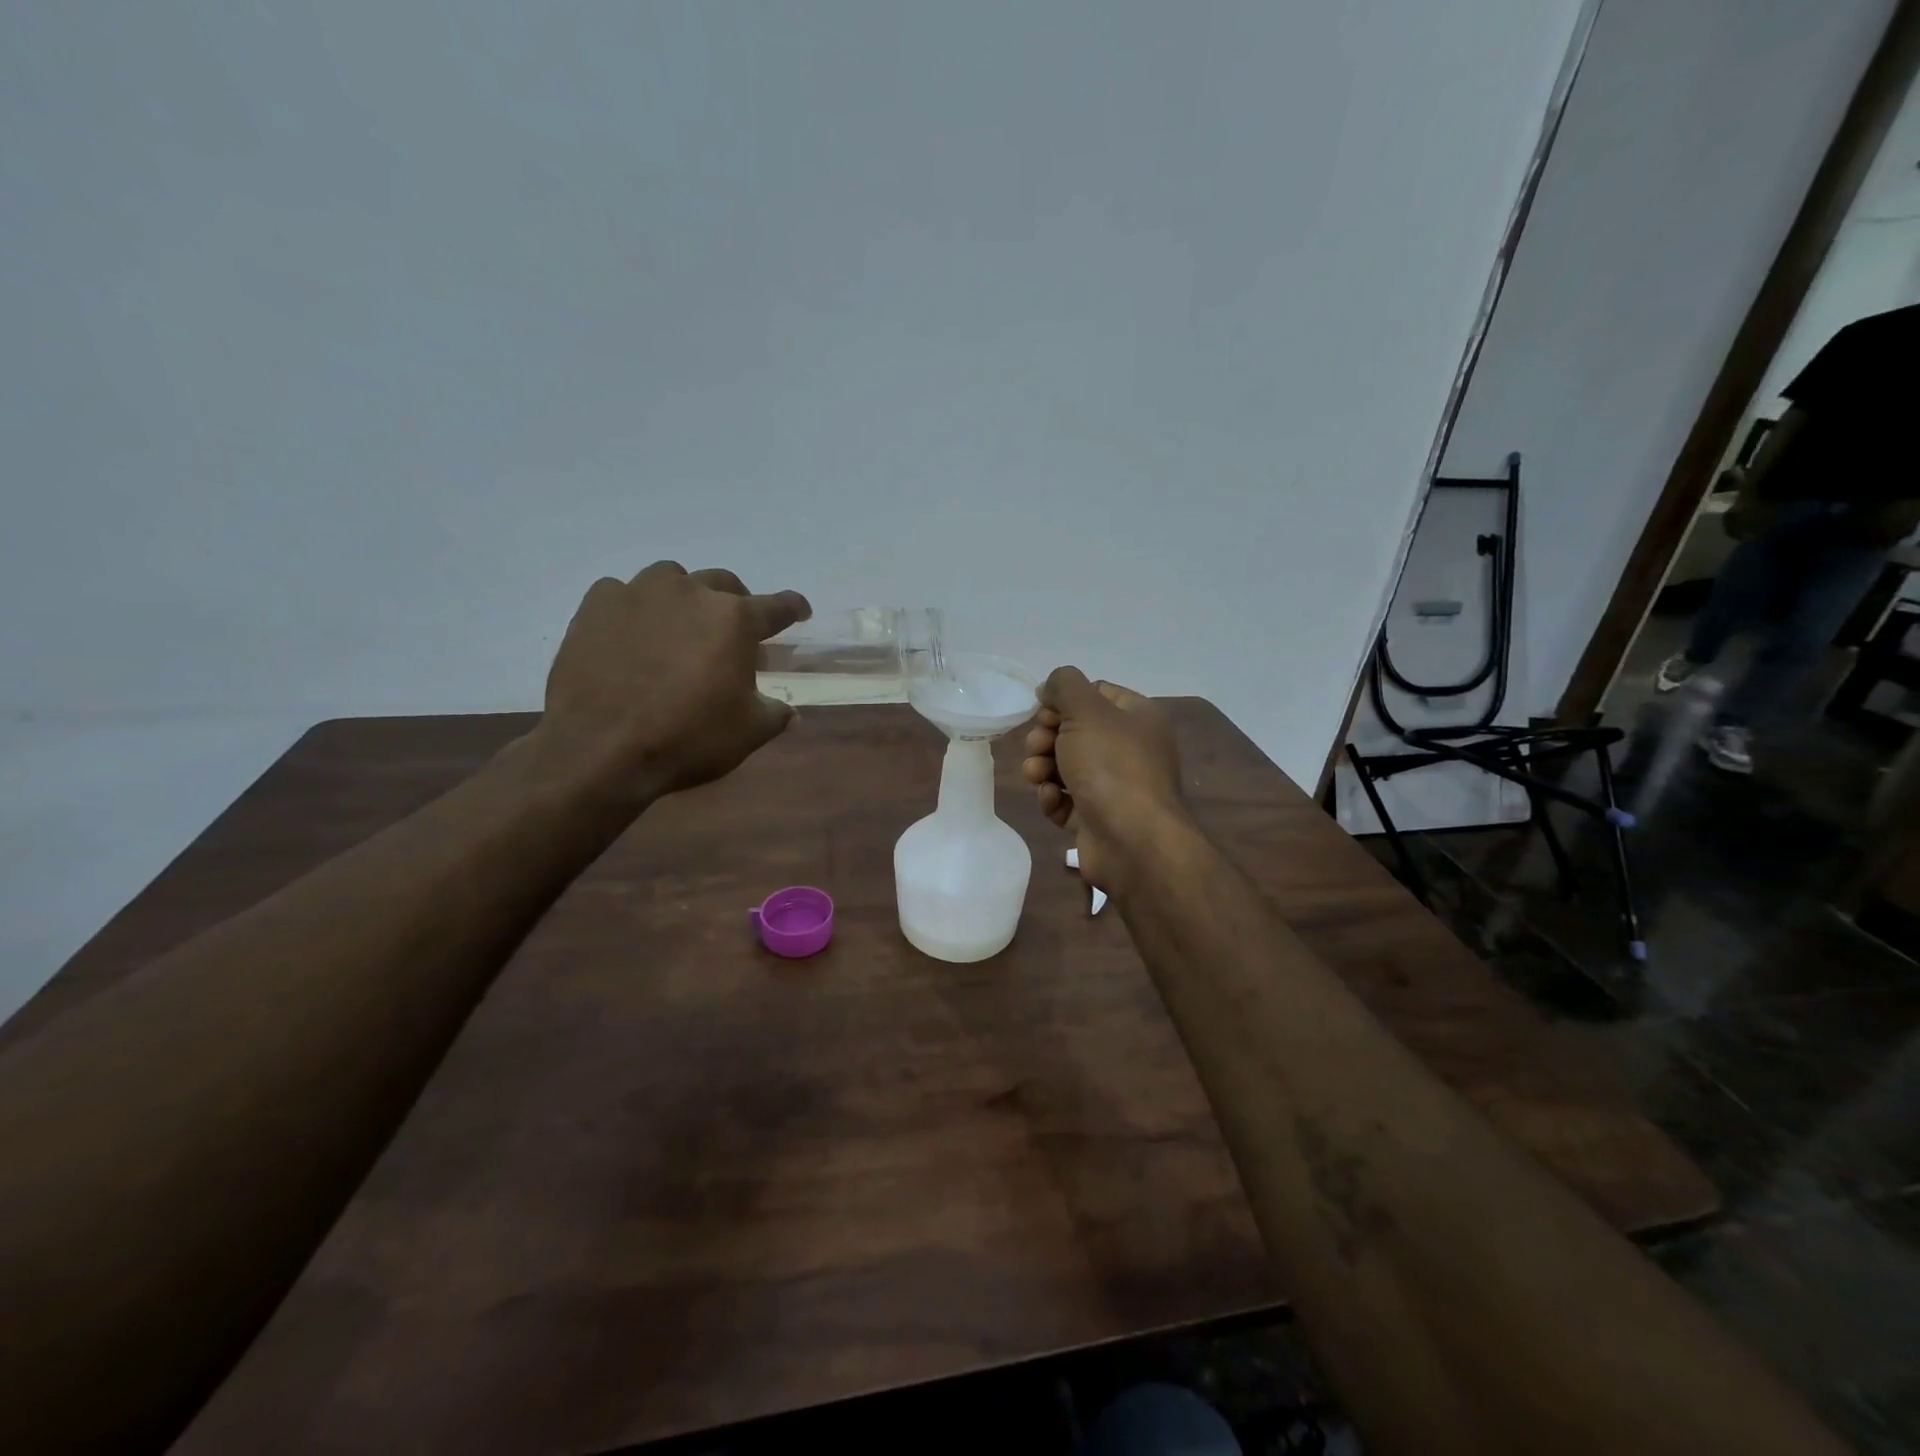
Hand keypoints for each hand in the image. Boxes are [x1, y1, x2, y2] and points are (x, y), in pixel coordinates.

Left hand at [540, 562, 809, 795]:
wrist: (600, 748)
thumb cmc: (687, 738)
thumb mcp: (748, 733)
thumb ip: (774, 714)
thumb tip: (788, 712)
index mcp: (735, 620)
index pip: (777, 606)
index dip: (793, 608)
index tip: (799, 611)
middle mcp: (691, 593)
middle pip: (724, 584)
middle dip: (736, 603)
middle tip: (733, 632)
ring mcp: (639, 593)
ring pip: (672, 579)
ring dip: (684, 598)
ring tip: (679, 627)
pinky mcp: (596, 605)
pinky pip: (622, 593)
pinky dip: (634, 608)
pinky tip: (631, 634)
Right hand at [1022, 667, 1188, 893]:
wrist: (1132, 841)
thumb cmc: (1112, 766)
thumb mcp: (1086, 710)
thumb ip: (1064, 685)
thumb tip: (1049, 687)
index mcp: (1139, 718)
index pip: (1096, 694)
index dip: (1064, 701)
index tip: (1044, 714)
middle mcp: (1131, 750)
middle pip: (1075, 731)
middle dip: (1047, 738)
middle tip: (1038, 747)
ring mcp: (1115, 787)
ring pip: (1066, 767)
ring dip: (1043, 768)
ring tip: (1037, 777)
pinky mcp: (1098, 819)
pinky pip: (1067, 801)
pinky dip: (1054, 799)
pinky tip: (1052, 801)